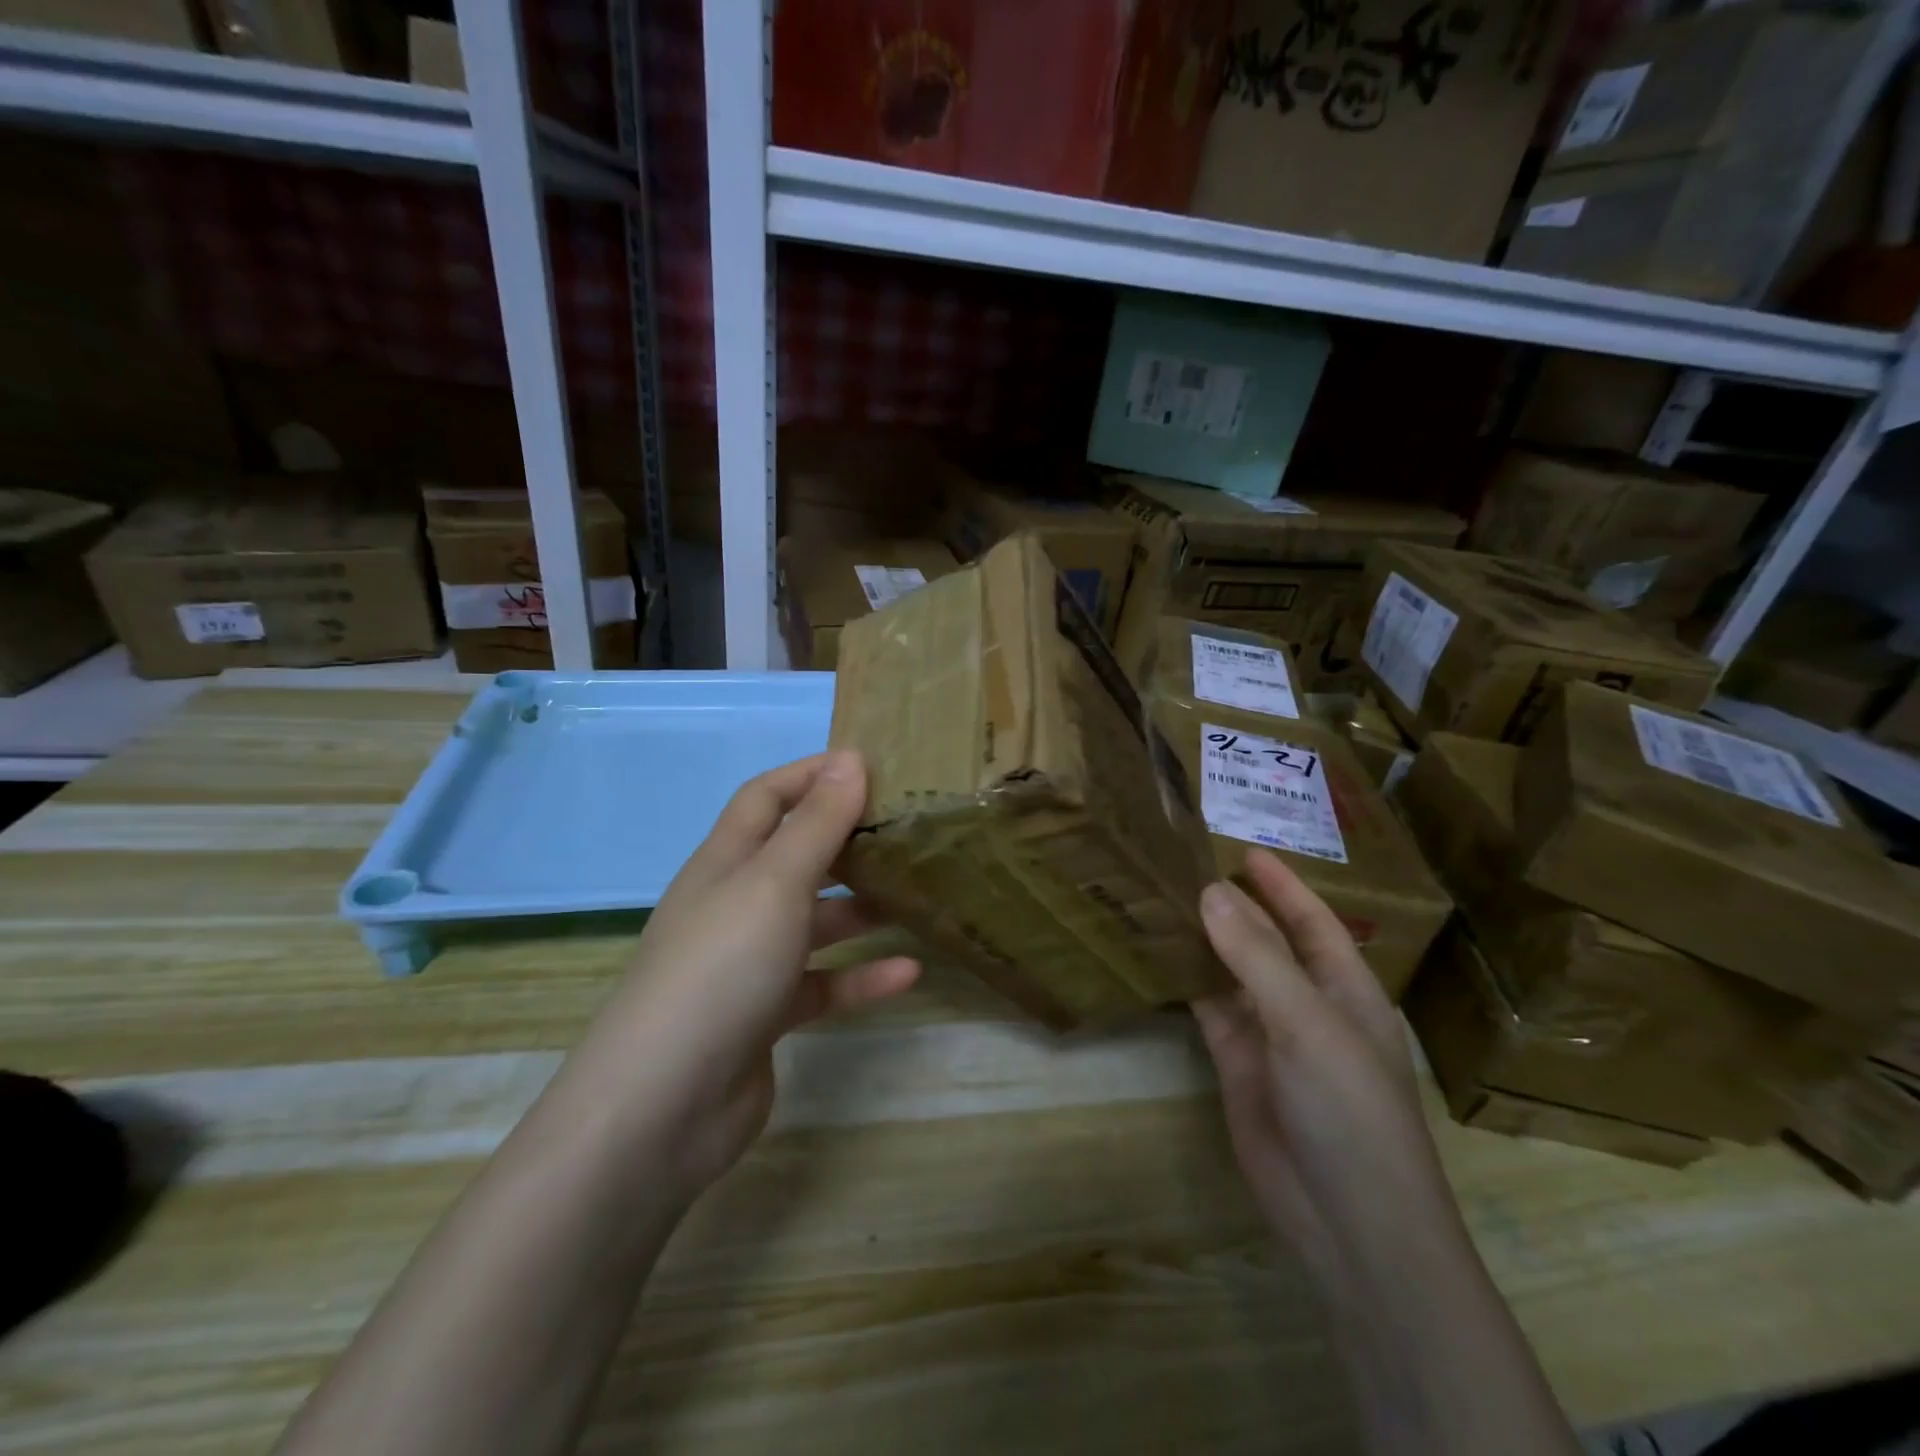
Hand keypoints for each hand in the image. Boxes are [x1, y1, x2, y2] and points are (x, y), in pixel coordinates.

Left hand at [583, 751, 919, 1195]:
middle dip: (845, 840)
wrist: (663, 1107)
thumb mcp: (774, 883)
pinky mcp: (766, 1017)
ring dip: (860, 909)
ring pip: (813, 922)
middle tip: (906, 831)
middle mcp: (734, 905)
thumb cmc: (721, 969)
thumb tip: (850, 758)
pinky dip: (861, 977)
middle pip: (795, 857)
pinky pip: (822, 985)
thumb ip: (817, 824)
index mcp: (725, 863)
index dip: (811, 774)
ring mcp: (749, 964)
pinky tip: (909, 974)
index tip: (870, 765)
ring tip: (917, 897)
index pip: (766, 797)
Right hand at [1193, 849, 1455, 1272]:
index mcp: (1345, 989)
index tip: (1245, 850)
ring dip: (1204, 940)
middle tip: (1185, 865)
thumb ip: (1256, 956)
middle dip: (1235, 906)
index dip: (1283, 886)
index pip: (1312, 921)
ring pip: (1232, 973)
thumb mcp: (1306, 1022)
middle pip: (1267, 942)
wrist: (1346, 1219)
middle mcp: (1307, 1004)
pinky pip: (1209, 1009)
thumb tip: (1209, 891)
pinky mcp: (1236, 1063)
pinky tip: (1157, 953)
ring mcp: (1270, 1035)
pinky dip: (1186, 980)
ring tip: (1162, 898)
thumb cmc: (1349, 1108)